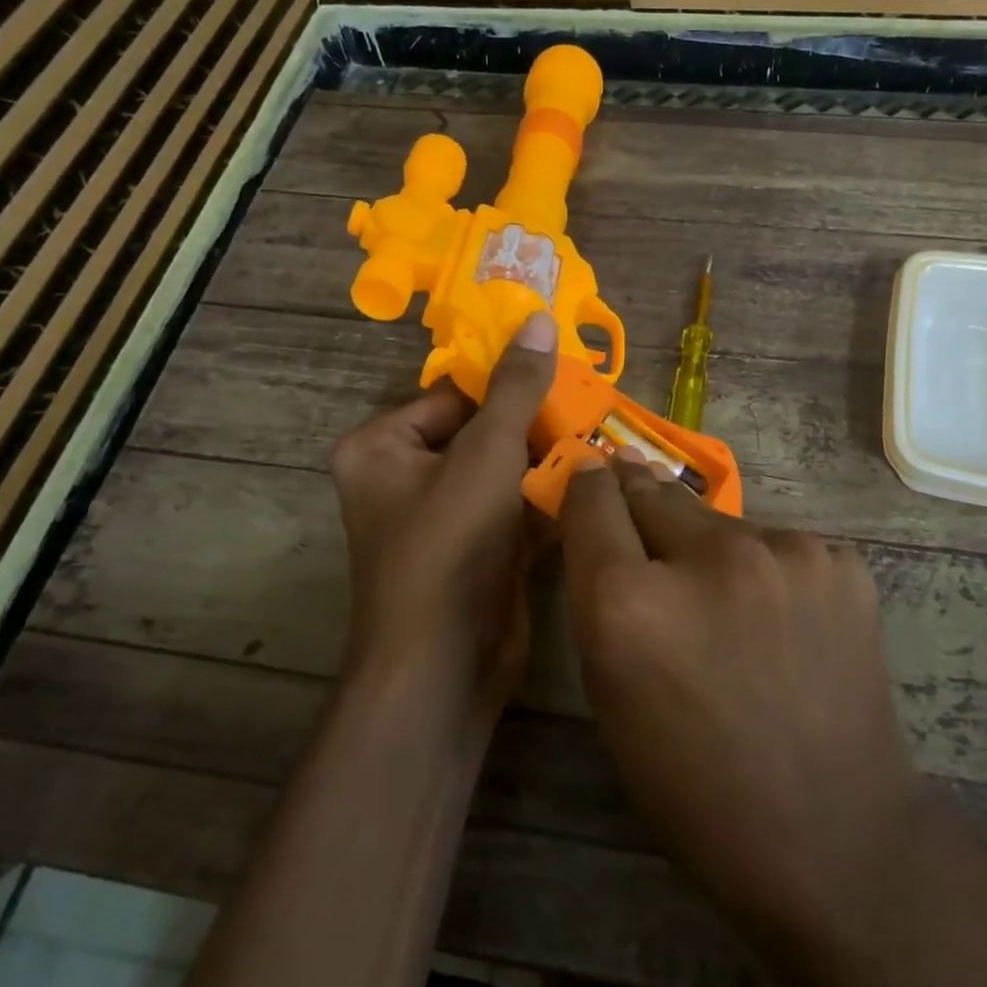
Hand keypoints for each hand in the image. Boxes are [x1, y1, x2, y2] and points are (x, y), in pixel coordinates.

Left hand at [330, 311, 557, 740]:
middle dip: (536, 424)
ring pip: (504, 470)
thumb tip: (538, 320)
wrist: (446, 666)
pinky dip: (548, 497)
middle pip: (482, 431)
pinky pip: (514, 506)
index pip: (454, 394)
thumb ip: (515, 388)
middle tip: (592, 403)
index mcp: (382, 446)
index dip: (508, 382)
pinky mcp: (477, 549)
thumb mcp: (486, 455)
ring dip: (548, 459)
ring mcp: (443, 517)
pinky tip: (596, 479)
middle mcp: (405, 477)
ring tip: (603, 436)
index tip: (565, 370)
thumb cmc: (450, 546)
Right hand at [558, 459, 930, 948]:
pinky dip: (767, 571)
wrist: (834, 837)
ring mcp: (785, 554)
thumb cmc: (693, 783)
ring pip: (721, 522)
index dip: (587, 486)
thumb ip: (599, 594)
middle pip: (655, 491)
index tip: (591, 476)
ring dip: (710, 549)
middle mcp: (707, 558)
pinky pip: (778, 545)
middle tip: (649, 535)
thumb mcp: (611, 693)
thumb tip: (605, 516)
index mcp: (631, 603)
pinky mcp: (840, 561)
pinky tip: (784, 624)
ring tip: (730, 608)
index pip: (593, 499)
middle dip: (641, 503)